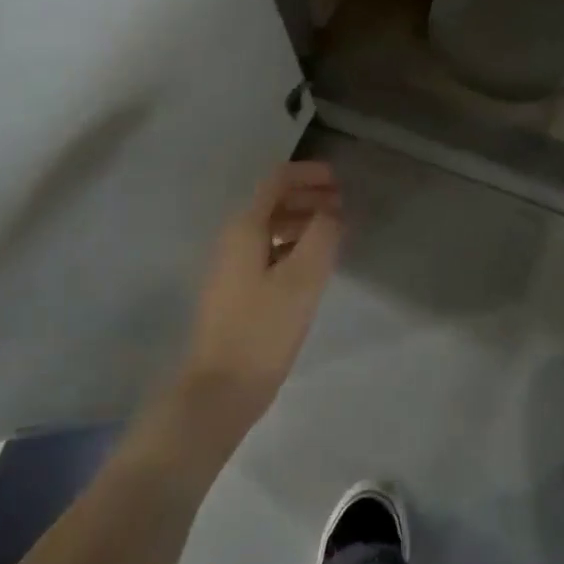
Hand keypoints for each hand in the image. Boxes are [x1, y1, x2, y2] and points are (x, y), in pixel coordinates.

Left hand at [178, 161, 342, 439]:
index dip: (309, 174)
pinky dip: (293, 246)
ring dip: (303, 222)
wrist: (219, 389)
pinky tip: (313, 265)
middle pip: (273, 202)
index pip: (277, 181)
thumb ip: (322, 236)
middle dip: (309, 197)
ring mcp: (232, 266)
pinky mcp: (237, 291)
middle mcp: (234, 239)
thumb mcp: (302, 279)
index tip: (339, 180)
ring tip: (335, 233)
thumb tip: (332, 212)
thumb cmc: (262, 329)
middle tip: (343, 206)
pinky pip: (269, 252)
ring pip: (271, 228)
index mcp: (245, 228)